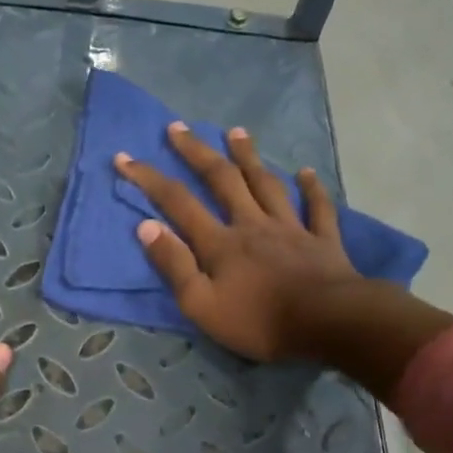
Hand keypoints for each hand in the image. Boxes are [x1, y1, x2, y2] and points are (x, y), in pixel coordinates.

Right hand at [115, 122, 362, 361]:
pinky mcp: (322, 241)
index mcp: (220, 243)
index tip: (125, 157)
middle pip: (222, 180)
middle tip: (179, 128)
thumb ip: (174, 265)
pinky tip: (306, 173)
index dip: (149, 179)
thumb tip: (146, 226)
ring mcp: (291, 229)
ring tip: (236, 132)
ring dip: (249, 157)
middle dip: (197, 152)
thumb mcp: (202, 305)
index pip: (178, 203)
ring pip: (266, 184)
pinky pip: (317, 208)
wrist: (327, 323)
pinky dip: (312, 189)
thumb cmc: (259, 321)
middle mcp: (252, 224)